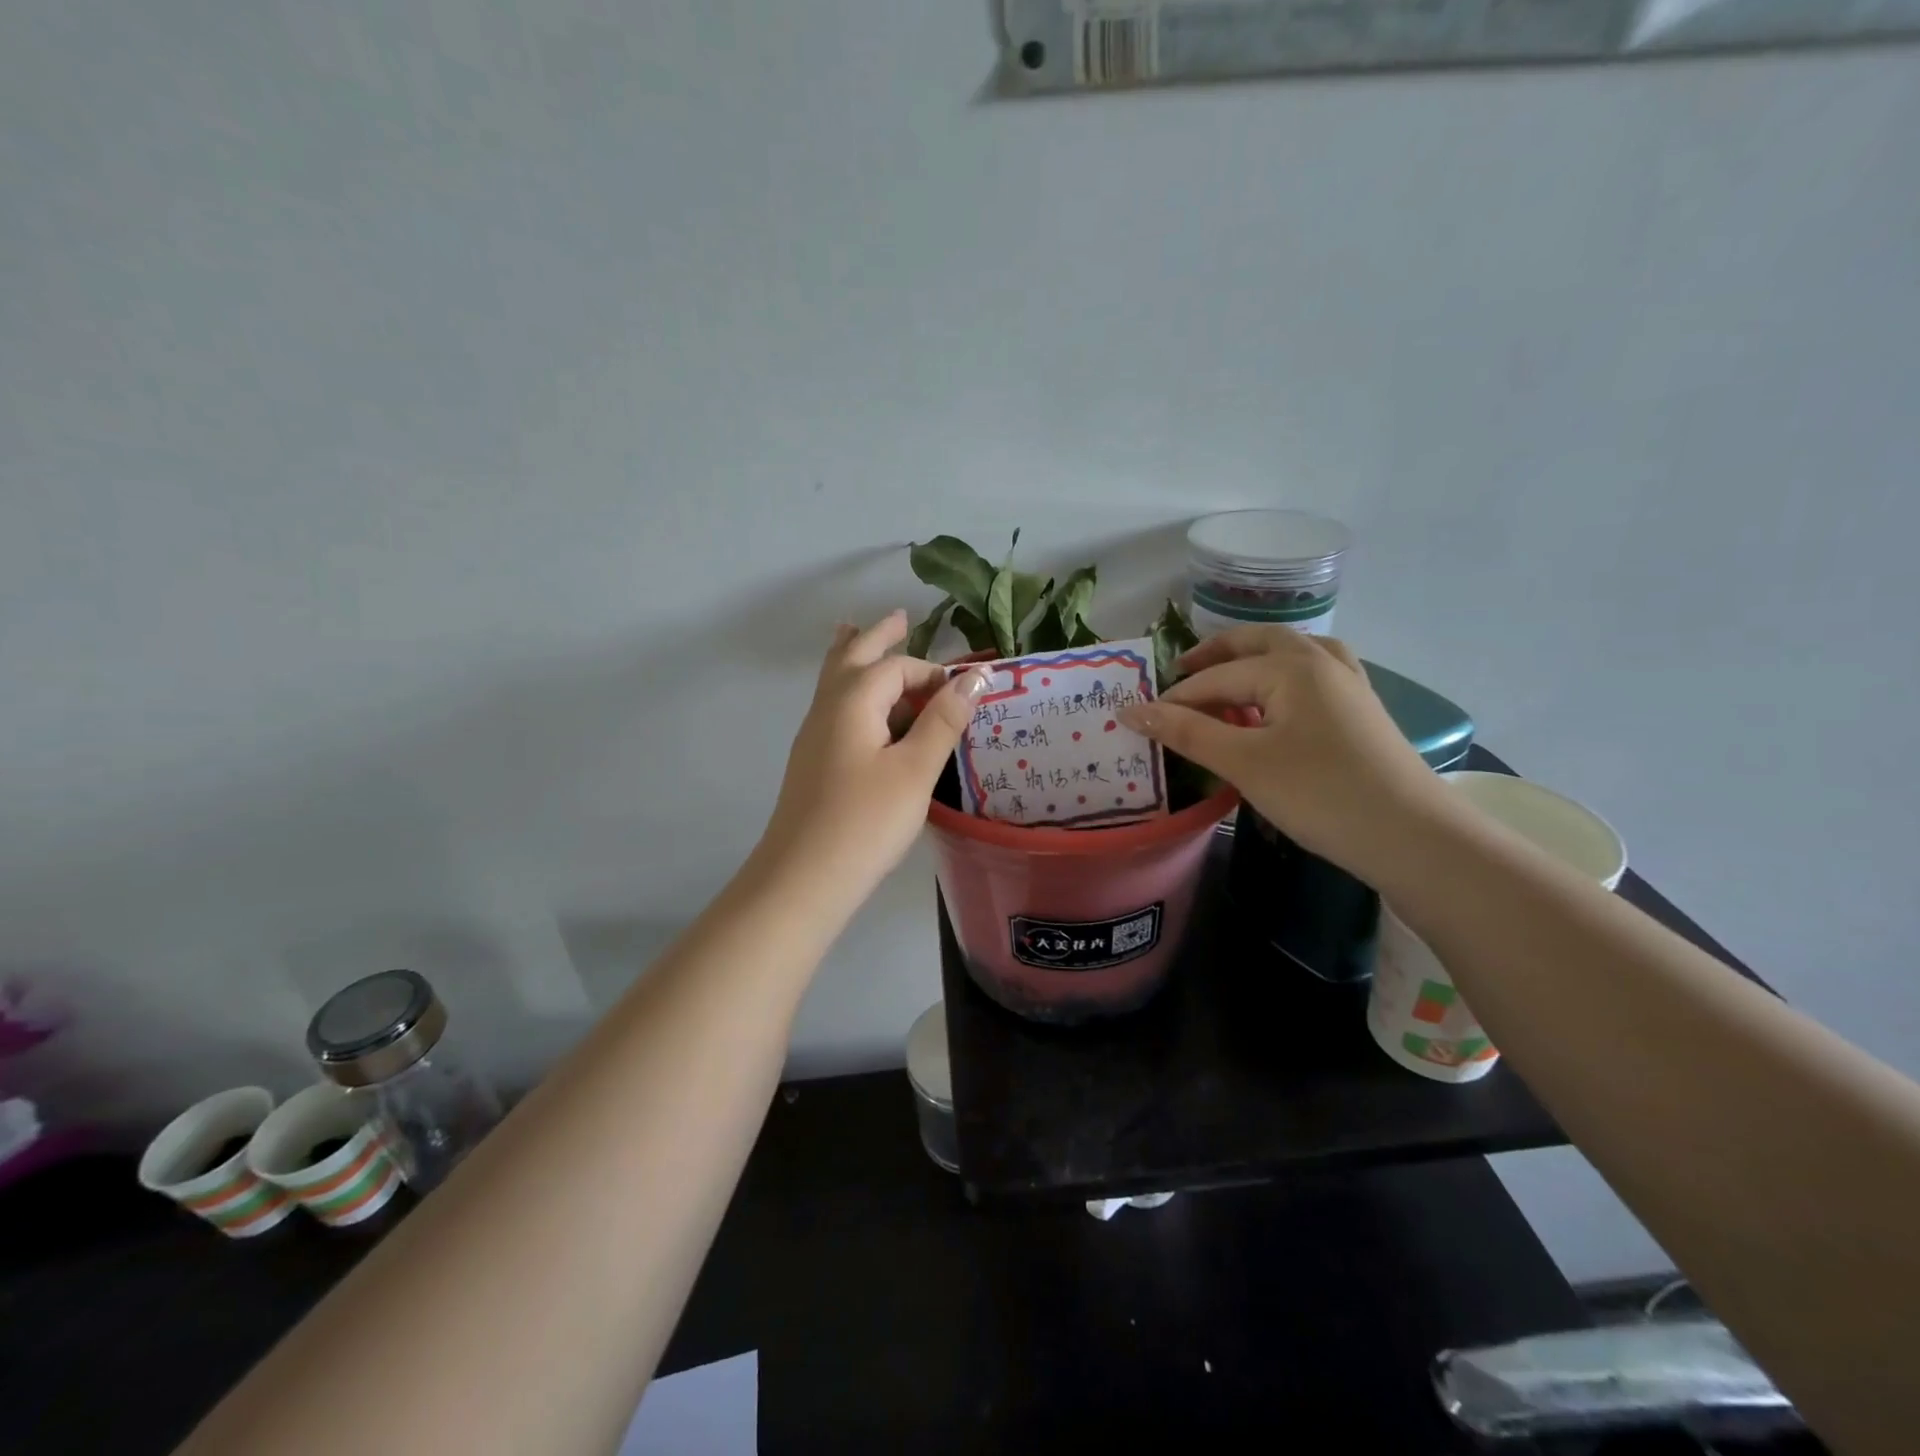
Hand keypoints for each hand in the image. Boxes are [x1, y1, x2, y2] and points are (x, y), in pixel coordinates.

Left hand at [755, 611, 987, 910]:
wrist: (804, 877)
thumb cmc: (866, 820)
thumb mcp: (915, 769)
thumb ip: (943, 720)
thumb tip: (975, 676)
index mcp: (852, 701)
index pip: (896, 668)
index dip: (932, 674)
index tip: (964, 694)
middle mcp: (827, 708)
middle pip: (852, 657)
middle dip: (877, 636)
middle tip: (899, 617)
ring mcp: (814, 735)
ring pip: (834, 681)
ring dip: (854, 657)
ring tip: (857, 633)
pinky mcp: (813, 761)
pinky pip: (833, 707)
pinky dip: (849, 690)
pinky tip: (859, 706)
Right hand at [1117, 626, 1439, 870]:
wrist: (1411, 837)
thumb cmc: (1319, 793)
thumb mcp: (1244, 762)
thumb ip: (1186, 732)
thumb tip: (1131, 711)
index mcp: (1291, 666)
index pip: (1217, 677)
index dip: (1175, 698)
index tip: (1141, 720)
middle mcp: (1322, 663)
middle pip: (1259, 643)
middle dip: (1216, 653)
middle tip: (1181, 671)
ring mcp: (1349, 686)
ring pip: (1294, 654)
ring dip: (1255, 658)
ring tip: (1229, 677)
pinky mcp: (1363, 712)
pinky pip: (1316, 676)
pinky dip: (1287, 676)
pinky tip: (1281, 701)